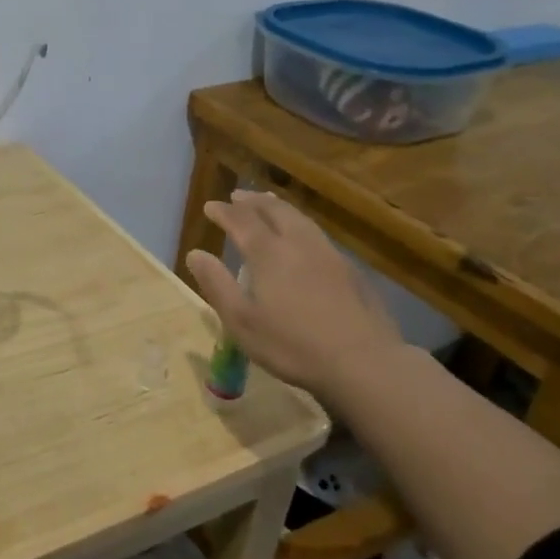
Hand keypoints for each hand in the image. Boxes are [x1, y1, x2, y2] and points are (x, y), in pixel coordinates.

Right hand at [185, 191, 403, 396]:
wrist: (364, 362)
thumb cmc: (292, 345)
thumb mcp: (241, 321)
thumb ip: (217, 284)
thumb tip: (196, 254)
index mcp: (268, 253)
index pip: (241, 220)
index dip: (224, 211)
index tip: (210, 206)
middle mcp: (298, 243)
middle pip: (274, 210)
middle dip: (252, 201)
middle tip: (237, 196)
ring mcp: (328, 253)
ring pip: (299, 218)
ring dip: (278, 206)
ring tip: (268, 203)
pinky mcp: (350, 269)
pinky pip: (317, 233)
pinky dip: (299, 224)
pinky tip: (302, 237)